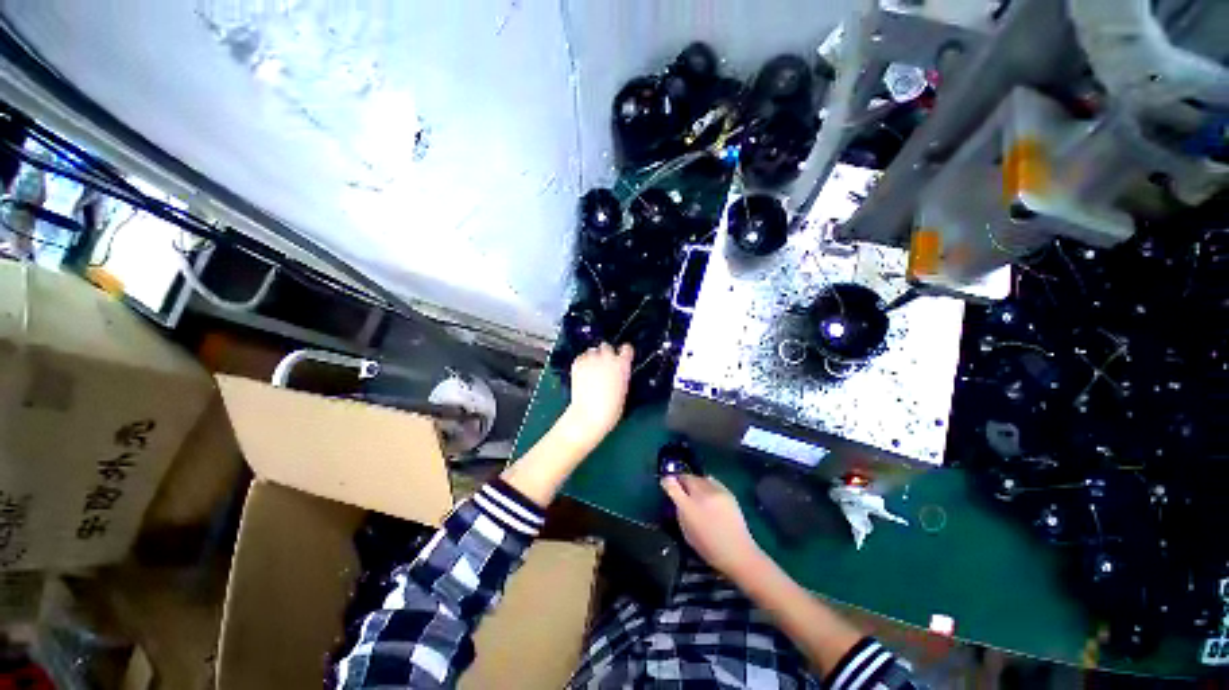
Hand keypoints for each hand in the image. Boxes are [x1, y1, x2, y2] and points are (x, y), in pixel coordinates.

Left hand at [564, 343, 633, 444]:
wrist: (589, 414)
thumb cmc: (611, 408)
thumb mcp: (623, 389)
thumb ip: (621, 375)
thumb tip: (617, 371)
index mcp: (622, 365)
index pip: (627, 348)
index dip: (624, 352)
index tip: (622, 356)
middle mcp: (607, 358)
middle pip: (607, 346)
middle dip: (606, 354)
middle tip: (603, 365)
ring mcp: (591, 359)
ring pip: (592, 350)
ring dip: (593, 357)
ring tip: (591, 369)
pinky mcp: (577, 363)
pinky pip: (581, 357)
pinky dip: (582, 362)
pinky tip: (583, 372)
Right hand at [661, 474, 764, 579]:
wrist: (738, 552)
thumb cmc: (709, 548)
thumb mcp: (687, 532)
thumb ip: (679, 511)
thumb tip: (676, 498)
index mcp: (688, 508)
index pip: (672, 485)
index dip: (667, 481)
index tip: (665, 482)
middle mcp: (701, 495)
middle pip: (686, 477)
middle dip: (681, 480)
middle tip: (680, 487)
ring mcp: (716, 491)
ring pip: (699, 477)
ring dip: (694, 481)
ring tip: (694, 490)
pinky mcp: (727, 491)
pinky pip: (712, 481)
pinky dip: (706, 483)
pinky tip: (707, 492)